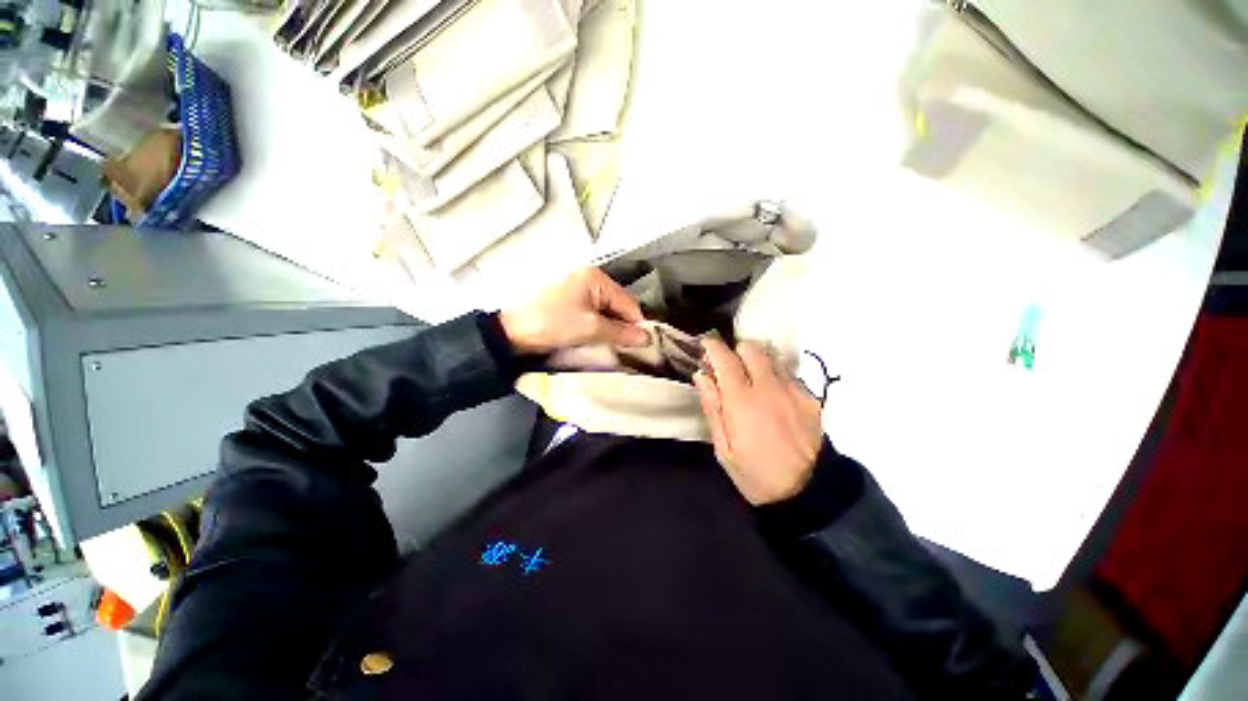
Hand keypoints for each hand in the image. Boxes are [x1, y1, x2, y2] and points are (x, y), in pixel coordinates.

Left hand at [500, 268, 648, 354]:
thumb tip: (646, 338)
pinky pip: (595, 315)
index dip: (638, 324)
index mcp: (596, 278)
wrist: (513, 332)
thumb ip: (621, 332)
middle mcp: (590, 279)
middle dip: (625, 327)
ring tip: (620, 347)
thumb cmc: (553, 323)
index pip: (628, 302)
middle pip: (618, 305)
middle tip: (633, 349)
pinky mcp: (572, 303)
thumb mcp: (590, 328)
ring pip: (608, 312)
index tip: (646, 345)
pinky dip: (601, 328)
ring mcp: (580, 290)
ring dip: (614, 329)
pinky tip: (604, 340)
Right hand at [693, 339, 824, 504]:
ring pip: (771, 358)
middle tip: (728, 369)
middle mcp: (770, 389)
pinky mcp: (811, 398)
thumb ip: (713, 407)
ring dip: (756, 363)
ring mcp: (794, 391)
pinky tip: (772, 397)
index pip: (726, 360)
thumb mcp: (723, 448)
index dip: (713, 347)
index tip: (706, 345)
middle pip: (751, 349)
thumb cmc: (756, 474)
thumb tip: (702, 376)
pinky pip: (787, 374)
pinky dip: (774, 376)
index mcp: (743, 402)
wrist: (808, 495)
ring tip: (751, 383)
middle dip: (736, 352)